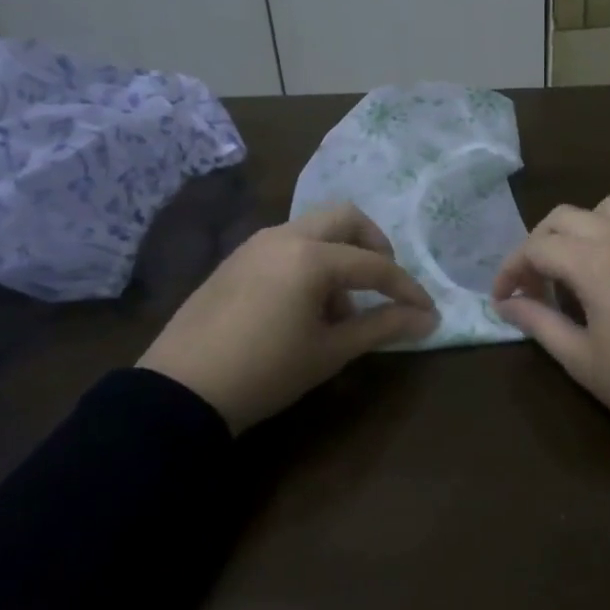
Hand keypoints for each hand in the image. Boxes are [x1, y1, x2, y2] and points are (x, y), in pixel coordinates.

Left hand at [139, 203, 436, 433]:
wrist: (182, 390)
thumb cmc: (266, 371)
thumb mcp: (330, 351)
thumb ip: (382, 327)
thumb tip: (428, 319)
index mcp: (311, 256)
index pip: (375, 264)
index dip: (406, 288)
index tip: (427, 312)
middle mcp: (284, 235)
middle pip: (345, 218)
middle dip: (374, 246)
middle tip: (384, 284)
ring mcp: (255, 243)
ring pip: (314, 229)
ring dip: (339, 255)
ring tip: (340, 309)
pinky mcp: (236, 258)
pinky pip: (287, 244)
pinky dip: (310, 261)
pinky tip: (304, 306)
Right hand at [491, 184, 609, 457]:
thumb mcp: (582, 360)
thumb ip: (539, 323)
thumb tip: (506, 304)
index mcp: (592, 265)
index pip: (536, 249)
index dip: (511, 270)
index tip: (504, 299)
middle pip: (565, 218)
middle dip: (540, 244)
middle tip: (537, 283)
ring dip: (587, 225)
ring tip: (584, 258)